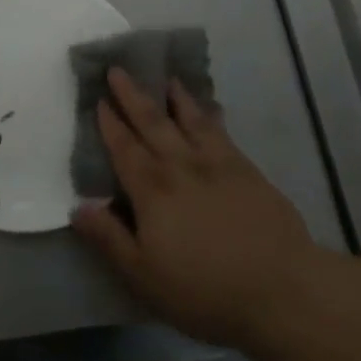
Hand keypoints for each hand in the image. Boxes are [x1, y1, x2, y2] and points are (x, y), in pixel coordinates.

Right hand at [71, 68, 321, 350]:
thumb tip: (78, 207)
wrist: (282, 291)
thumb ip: (109, 238)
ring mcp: (218, 166)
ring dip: (175, 98)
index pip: (124, 149)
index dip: (110, 124)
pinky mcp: (248, 172)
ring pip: (190, 121)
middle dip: (133, 97)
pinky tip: (211, 109)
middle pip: (153, 124)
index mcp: (152, 190)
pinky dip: (211, 115)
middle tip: (119, 70)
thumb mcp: (143, 275)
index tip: (100, 99)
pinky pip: (222, 133)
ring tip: (166, 78)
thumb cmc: (204, 289)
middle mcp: (181, 167)